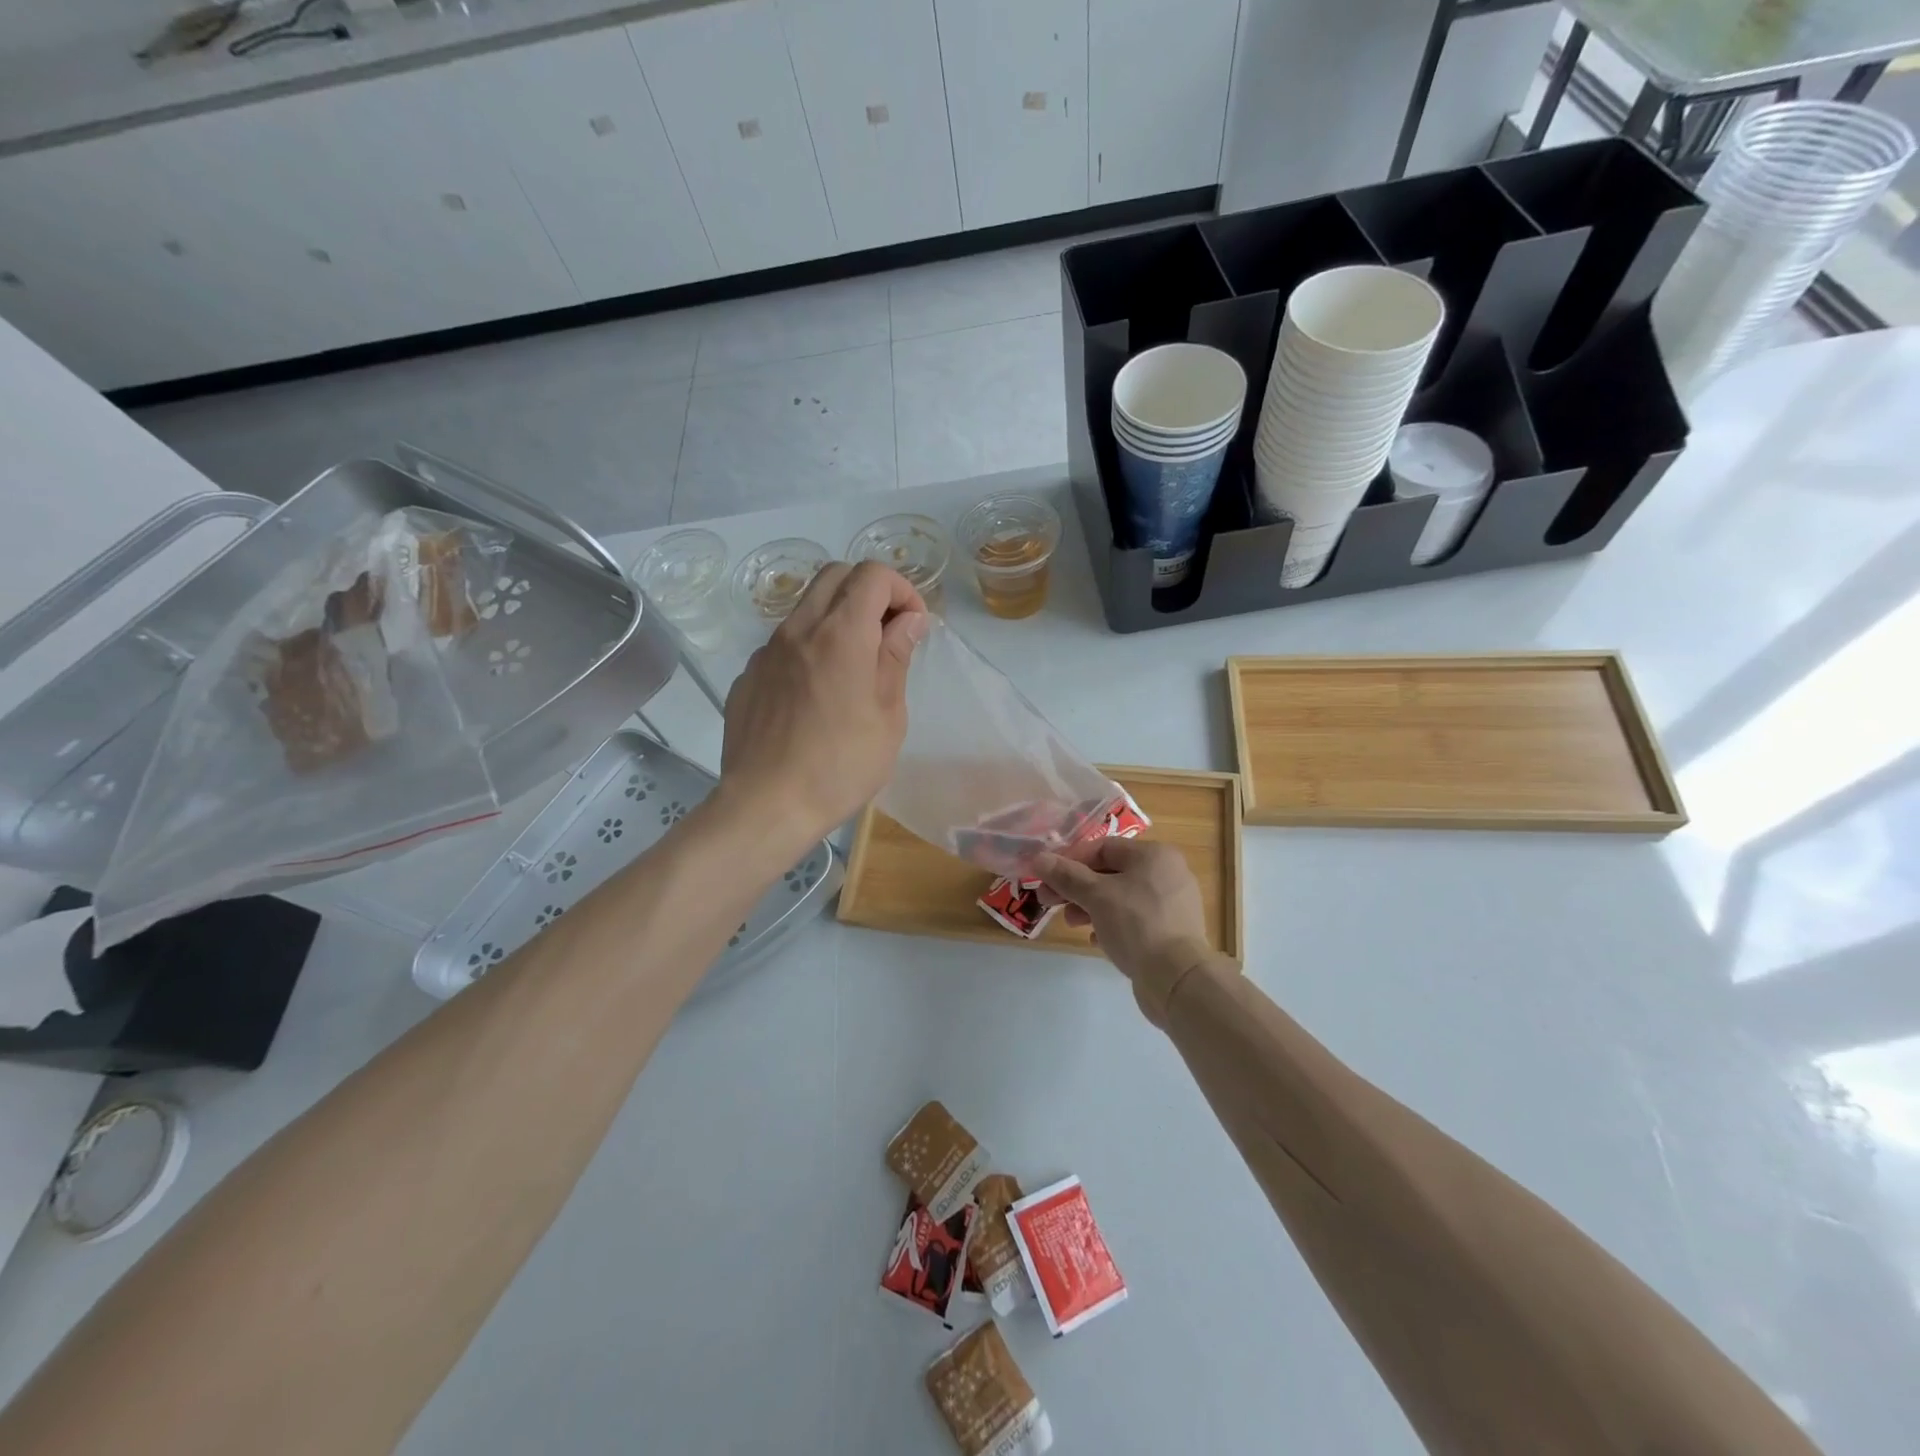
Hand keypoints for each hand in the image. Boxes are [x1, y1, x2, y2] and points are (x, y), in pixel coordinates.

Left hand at [720, 562, 928, 849]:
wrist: (766, 805)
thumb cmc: (840, 767)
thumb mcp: (888, 718)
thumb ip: (896, 659)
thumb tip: (908, 621)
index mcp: (840, 635)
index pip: (871, 575)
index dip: (901, 590)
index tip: (912, 626)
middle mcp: (798, 629)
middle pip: (835, 575)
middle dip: (869, 592)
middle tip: (887, 634)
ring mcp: (766, 651)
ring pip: (806, 606)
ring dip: (837, 618)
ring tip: (854, 667)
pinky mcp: (748, 676)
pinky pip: (784, 643)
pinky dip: (809, 648)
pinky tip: (816, 696)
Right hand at [1033, 838, 1213, 1019]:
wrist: (1177, 978)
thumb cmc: (1136, 924)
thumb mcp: (1095, 896)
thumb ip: (1066, 875)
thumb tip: (1038, 858)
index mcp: (1154, 855)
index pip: (1103, 847)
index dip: (1070, 860)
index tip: (1045, 877)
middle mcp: (1167, 873)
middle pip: (1110, 872)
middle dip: (1076, 887)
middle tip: (1047, 901)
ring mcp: (1172, 904)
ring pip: (1120, 897)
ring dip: (1090, 907)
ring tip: (1071, 923)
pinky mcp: (1172, 931)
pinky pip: (1134, 919)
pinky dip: (1112, 924)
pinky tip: (1096, 939)